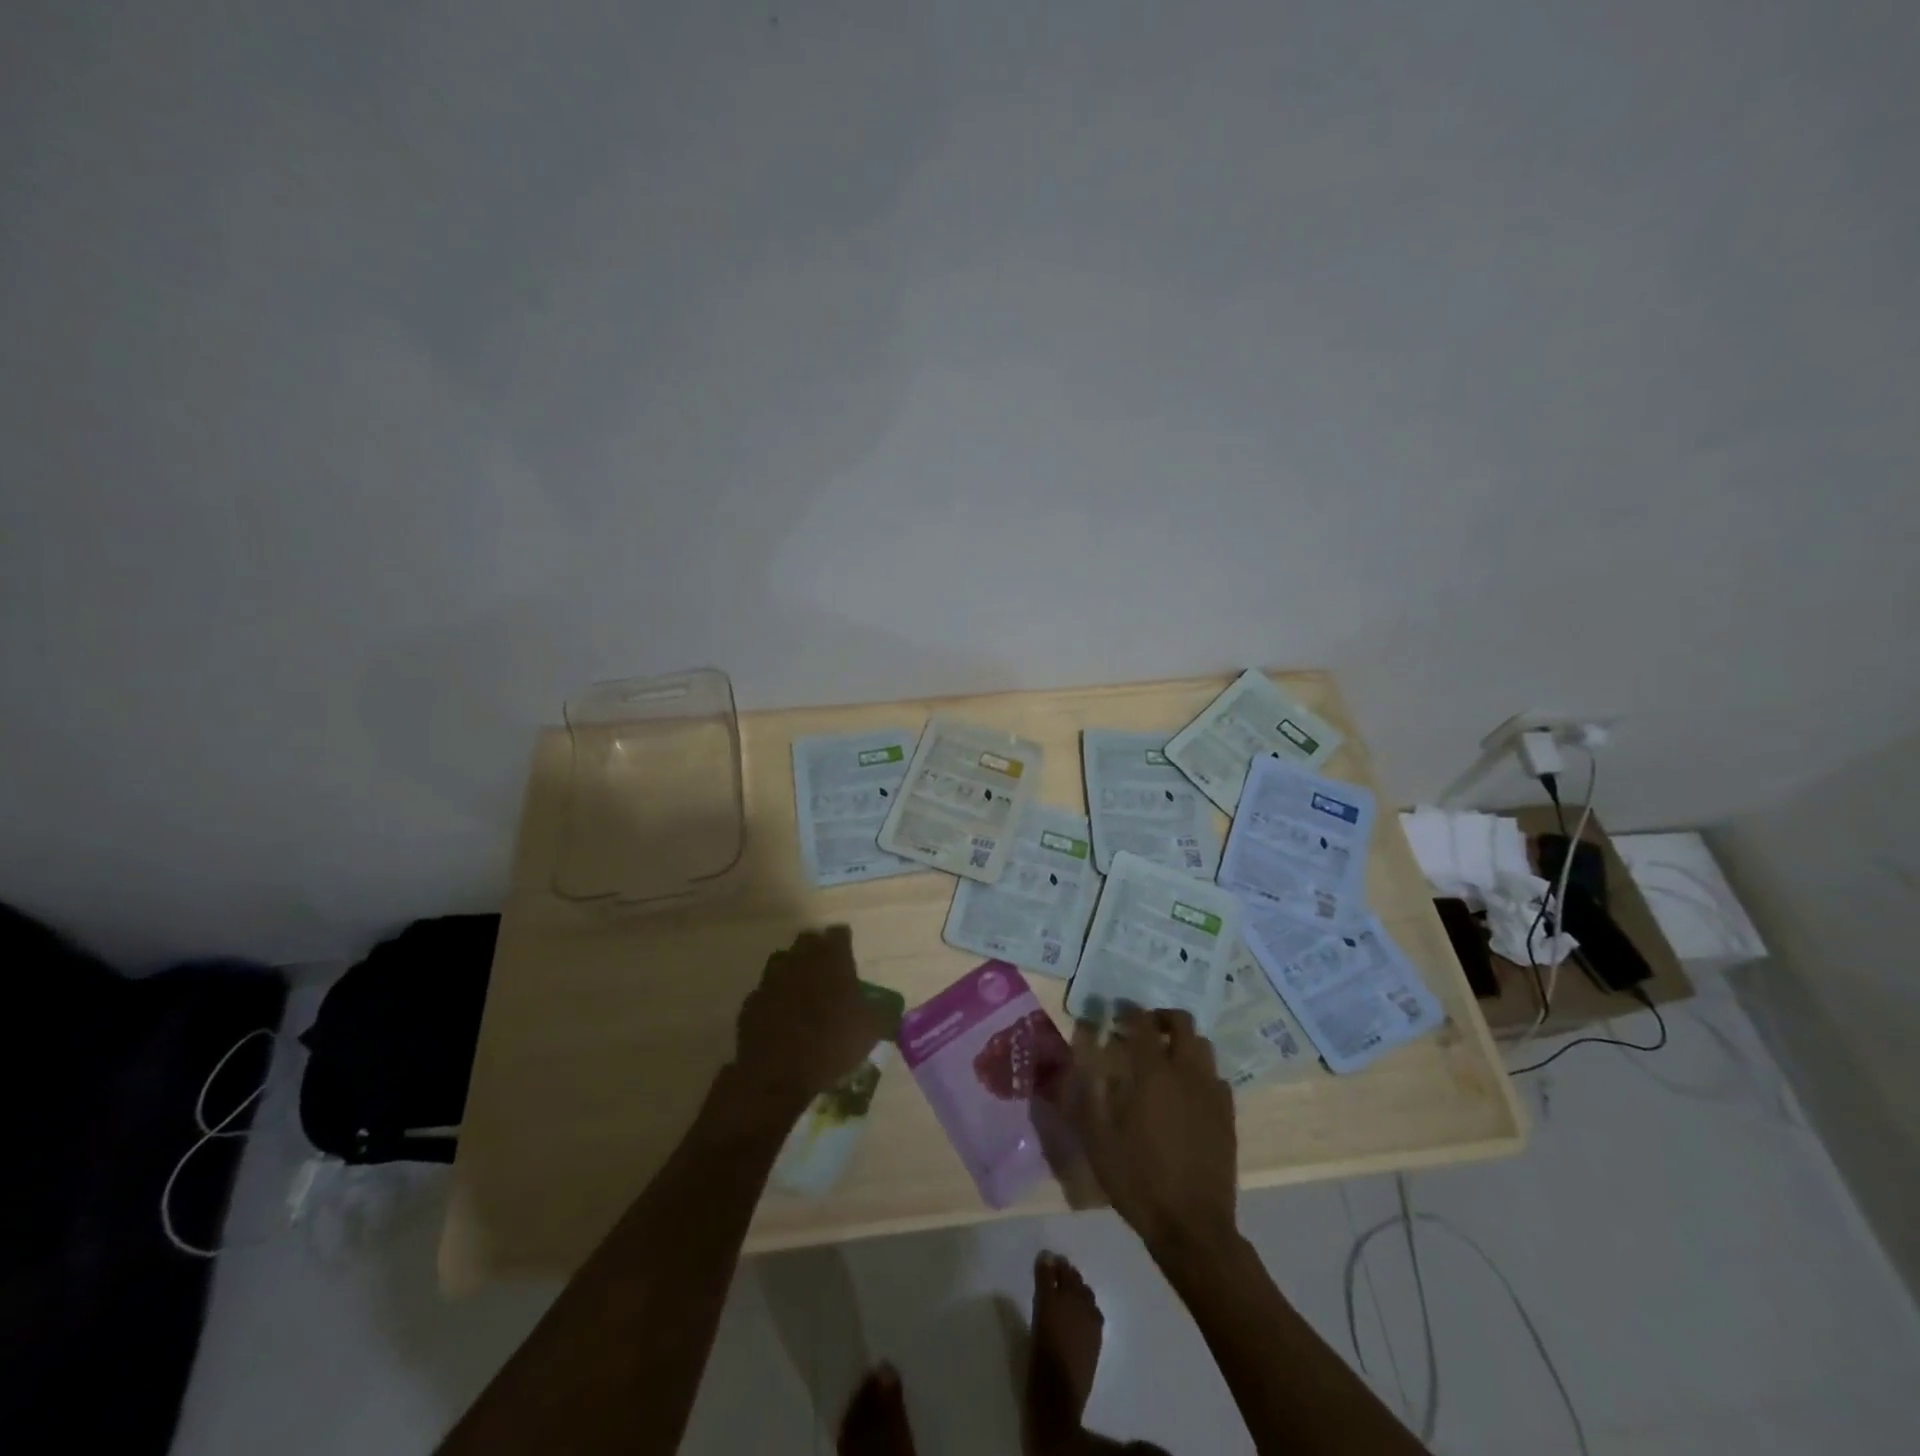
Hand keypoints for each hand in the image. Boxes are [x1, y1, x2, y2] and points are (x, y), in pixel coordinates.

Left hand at [731, 925, 889, 1114]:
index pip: (839, 933)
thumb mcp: (871, 1030)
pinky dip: (773, 997)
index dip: (844, 941)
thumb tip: (889, 1007)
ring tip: (802, 989)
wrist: (778, 1074)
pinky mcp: (752, 1002)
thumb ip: (883, 1012)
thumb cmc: (831, 1044)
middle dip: (817, 949)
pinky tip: (780, 1013)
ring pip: (782, 960)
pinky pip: (765, 990)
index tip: (848, 953)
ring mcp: (771, 979)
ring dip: (792, 969)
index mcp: (831, 959)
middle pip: (808, 940)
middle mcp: (800, 960)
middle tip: (827, 969)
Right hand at [1065, 1008, 1238, 1251]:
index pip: (1142, 1023)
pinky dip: (1199, 1072)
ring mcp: (1212, 1093)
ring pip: (1203, 1046)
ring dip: (1183, 1042)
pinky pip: (1216, 1077)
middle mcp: (1186, 1072)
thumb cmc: (1138, 1180)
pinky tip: (1186, 1092)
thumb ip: (1088, 1092)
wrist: (1192, 1227)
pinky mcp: (1228, 1115)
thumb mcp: (1097, 1139)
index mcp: (1153, 1073)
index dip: (1128, 1011)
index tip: (1115, 1012)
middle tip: (1142, 1029)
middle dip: (1161, 1017)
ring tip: (1164, 1058)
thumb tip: (1084, 1059)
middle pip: (1183, 1023)